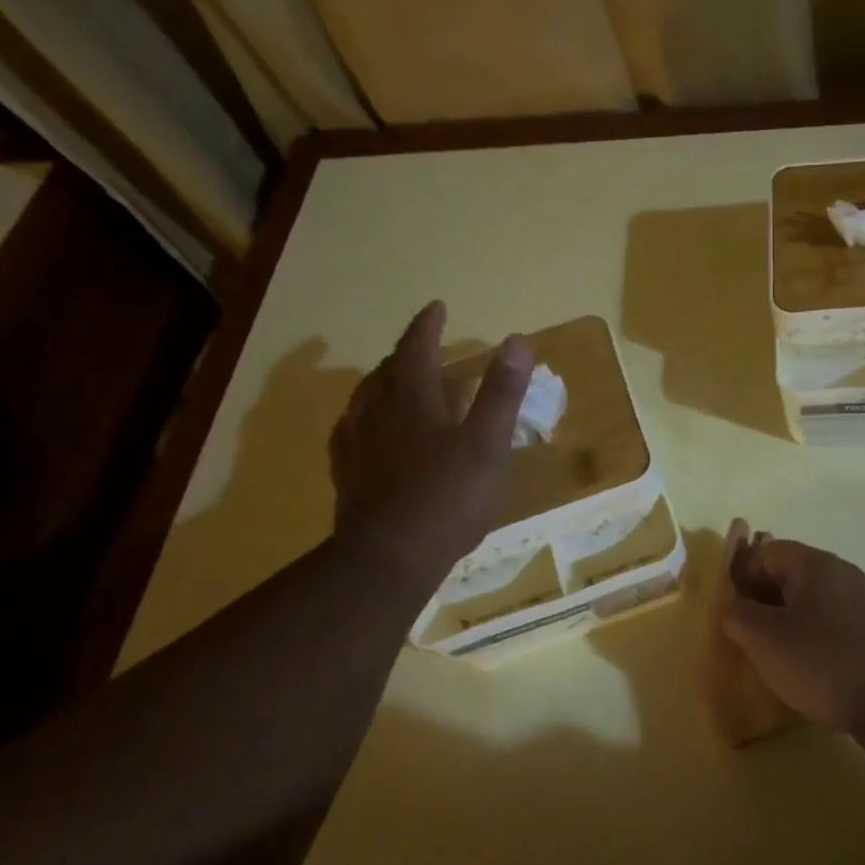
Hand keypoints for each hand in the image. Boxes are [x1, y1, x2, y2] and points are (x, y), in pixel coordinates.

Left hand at [329, 301, 531, 571]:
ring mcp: (358, 446)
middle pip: (386, 371)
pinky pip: (349, 433)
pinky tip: (366, 432)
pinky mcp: (348, 476)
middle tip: (422, 348)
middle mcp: (379, 414)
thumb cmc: (449, 498)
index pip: (417, 349)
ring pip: (363, 400)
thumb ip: (502, 392)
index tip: (436, 307)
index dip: (427, 326)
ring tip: (393, 382)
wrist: (390, 557)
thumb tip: (516, 340)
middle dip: (405, 353)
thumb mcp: (489, 444)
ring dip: (380, 382)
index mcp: (415, 401)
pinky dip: (362, 419)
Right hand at [719, 533, 864, 743]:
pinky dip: (810, 643)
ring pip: (809, 605)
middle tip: (744, 637)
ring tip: (770, 659)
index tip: (729, 612)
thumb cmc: (825, 663)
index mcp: (816, 564)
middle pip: (788, 576)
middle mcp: (842, 575)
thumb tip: (736, 609)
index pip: (766, 552)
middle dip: (761, 603)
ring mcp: (863, 605)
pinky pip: (830, 628)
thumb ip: (738, 615)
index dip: (740, 576)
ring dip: (785, 625)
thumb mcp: (765, 638)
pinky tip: (804, 672)